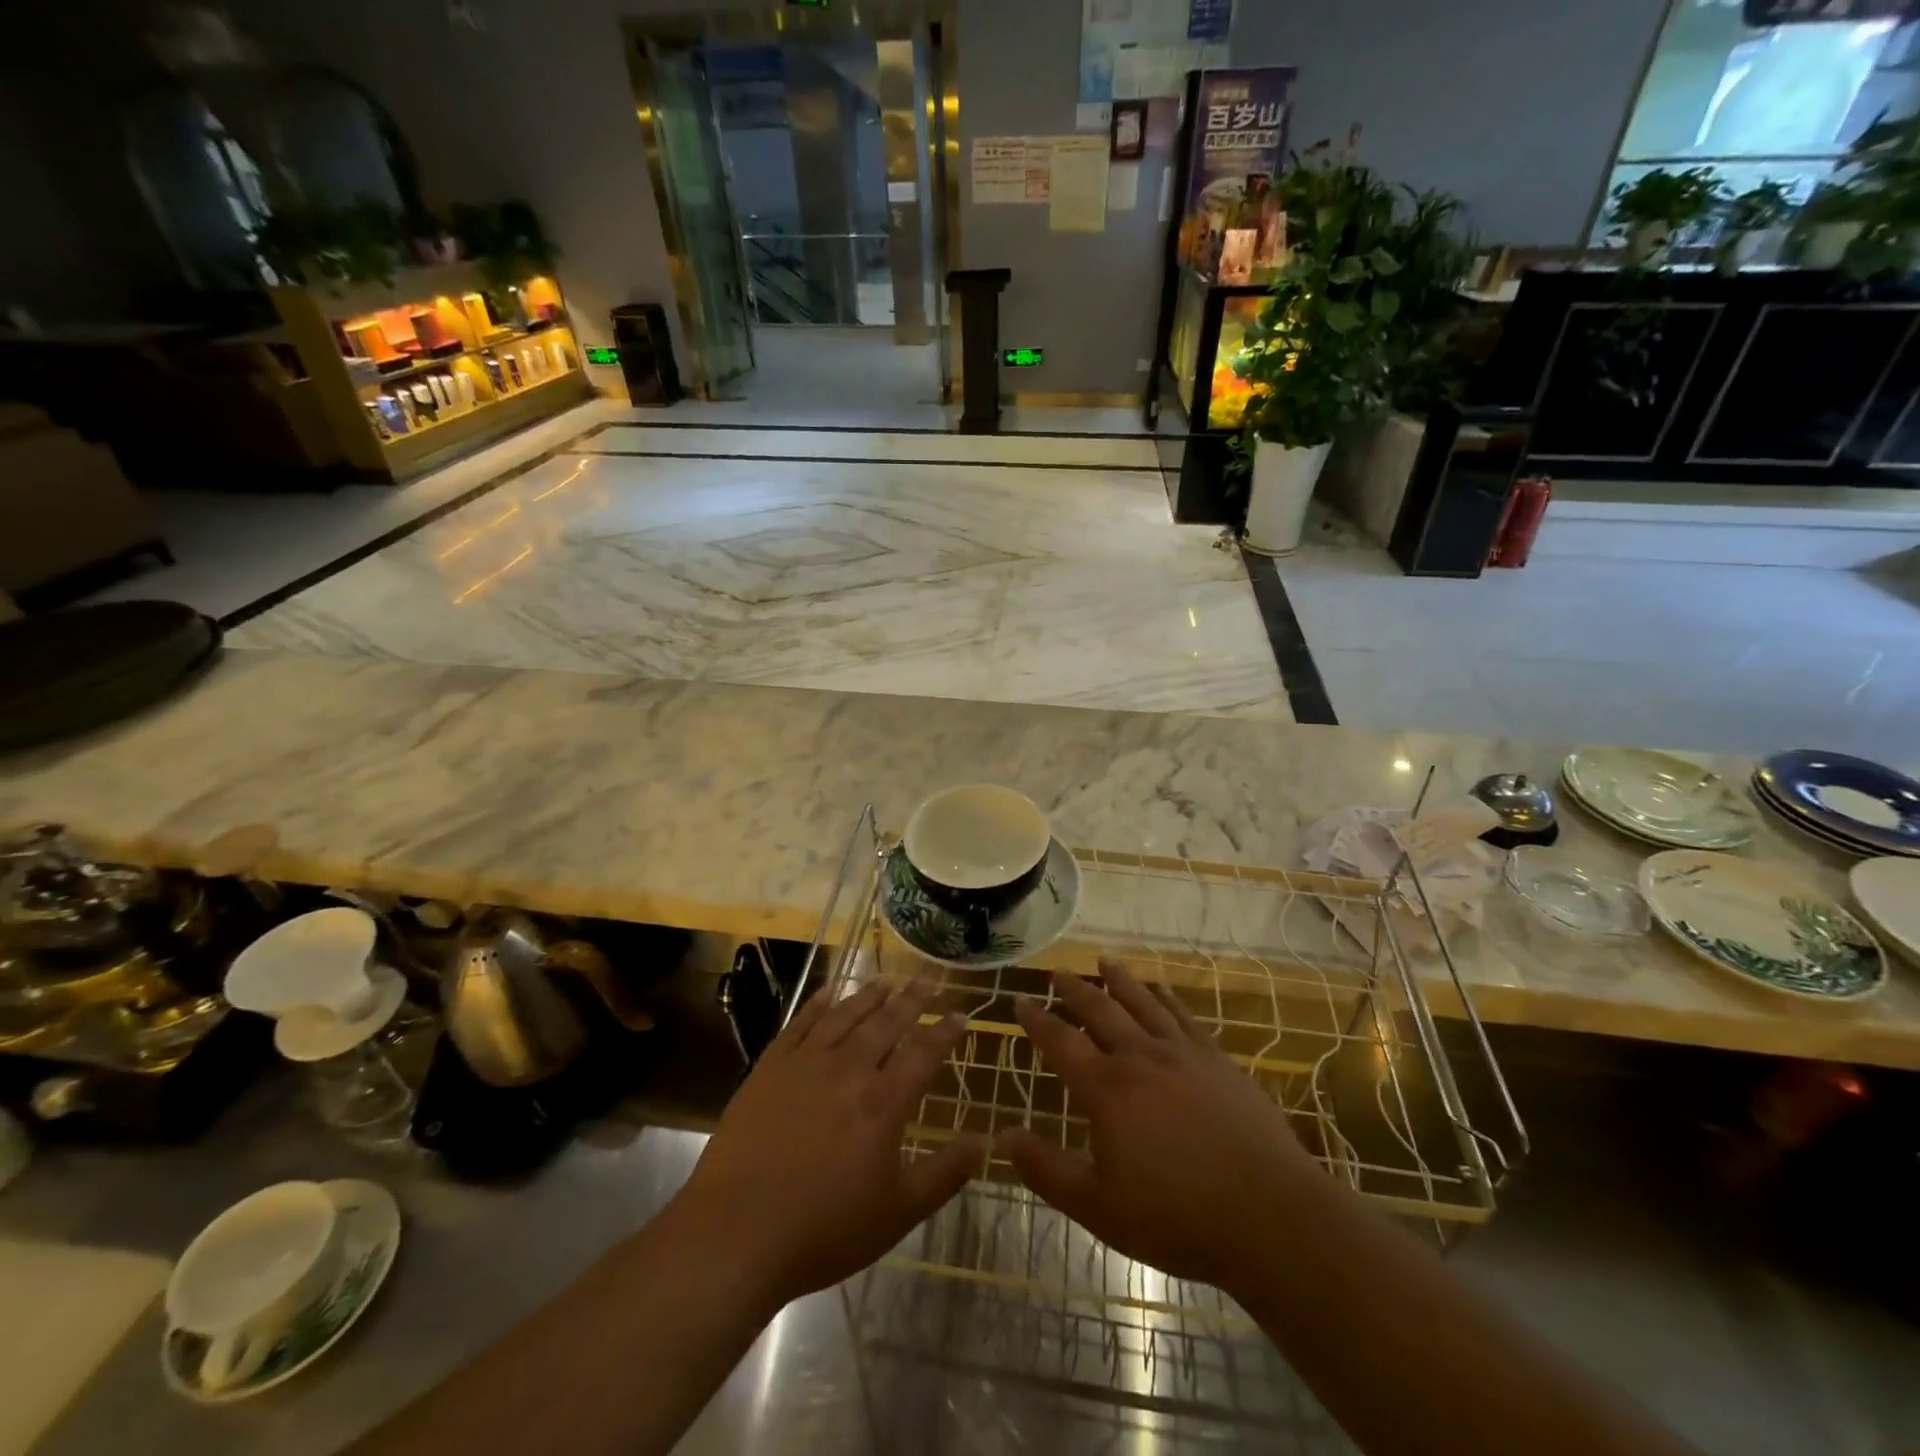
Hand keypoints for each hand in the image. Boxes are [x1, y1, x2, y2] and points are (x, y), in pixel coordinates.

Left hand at [675, 979, 984, 1309]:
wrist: (736, 1233)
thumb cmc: (824, 1229)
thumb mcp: (897, 1213)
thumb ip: (944, 1175)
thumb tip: (984, 1143)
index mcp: (883, 1102)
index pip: (923, 1052)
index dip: (944, 1030)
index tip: (960, 1013)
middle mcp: (849, 1069)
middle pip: (887, 1022)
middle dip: (913, 999)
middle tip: (929, 979)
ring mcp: (806, 1063)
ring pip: (846, 1015)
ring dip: (870, 995)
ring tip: (888, 980)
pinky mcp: (770, 1066)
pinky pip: (801, 1023)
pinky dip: (819, 1003)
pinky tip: (830, 991)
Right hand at [1000, 963, 1318, 1291]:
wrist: (1269, 1216)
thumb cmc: (1177, 1217)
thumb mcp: (1099, 1207)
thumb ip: (1047, 1170)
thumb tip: (1002, 1137)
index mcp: (1107, 1089)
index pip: (1060, 1042)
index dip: (1037, 1021)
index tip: (1021, 1001)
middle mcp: (1140, 1057)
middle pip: (1100, 1011)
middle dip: (1075, 990)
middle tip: (1059, 972)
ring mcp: (1182, 1053)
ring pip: (1142, 1003)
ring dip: (1119, 980)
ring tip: (1104, 961)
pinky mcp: (1218, 1060)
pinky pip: (1184, 1016)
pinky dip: (1167, 998)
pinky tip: (1161, 989)